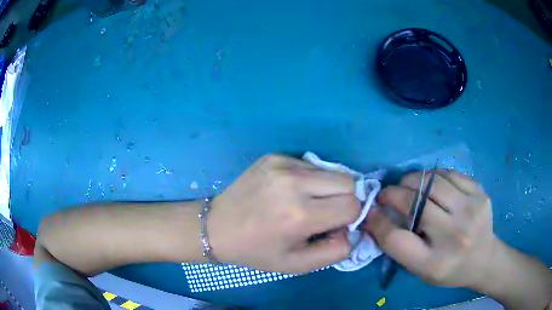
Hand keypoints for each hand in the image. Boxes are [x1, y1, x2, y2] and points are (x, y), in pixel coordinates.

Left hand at [208, 154, 359, 272]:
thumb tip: (351, 230)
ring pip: (331, 170)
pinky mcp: (274, 156)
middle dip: (344, 199)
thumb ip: (335, 251)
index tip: (333, 225)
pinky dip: (310, 179)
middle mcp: (294, 183)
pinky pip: (310, 165)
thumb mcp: (298, 265)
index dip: (349, 218)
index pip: (352, 205)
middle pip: (348, 181)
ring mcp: (283, 164)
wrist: (217, 227)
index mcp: (300, 215)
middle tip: (324, 213)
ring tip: (304, 202)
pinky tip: (288, 192)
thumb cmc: (257, 251)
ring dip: (327, 188)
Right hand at [364, 170, 496, 287]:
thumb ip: (398, 246)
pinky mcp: (480, 192)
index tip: (371, 211)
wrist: (484, 258)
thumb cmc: (448, 269)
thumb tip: (376, 215)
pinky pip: (449, 174)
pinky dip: (434, 177)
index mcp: (434, 263)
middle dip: (394, 193)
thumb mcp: (420, 269)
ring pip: (432, 181)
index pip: (396, 239)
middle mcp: (454, 235)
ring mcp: (471, 210)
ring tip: (409, 186)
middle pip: (415, 202)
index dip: (378, 222)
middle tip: (388, 194)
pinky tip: (433, 186)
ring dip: (413, 180)